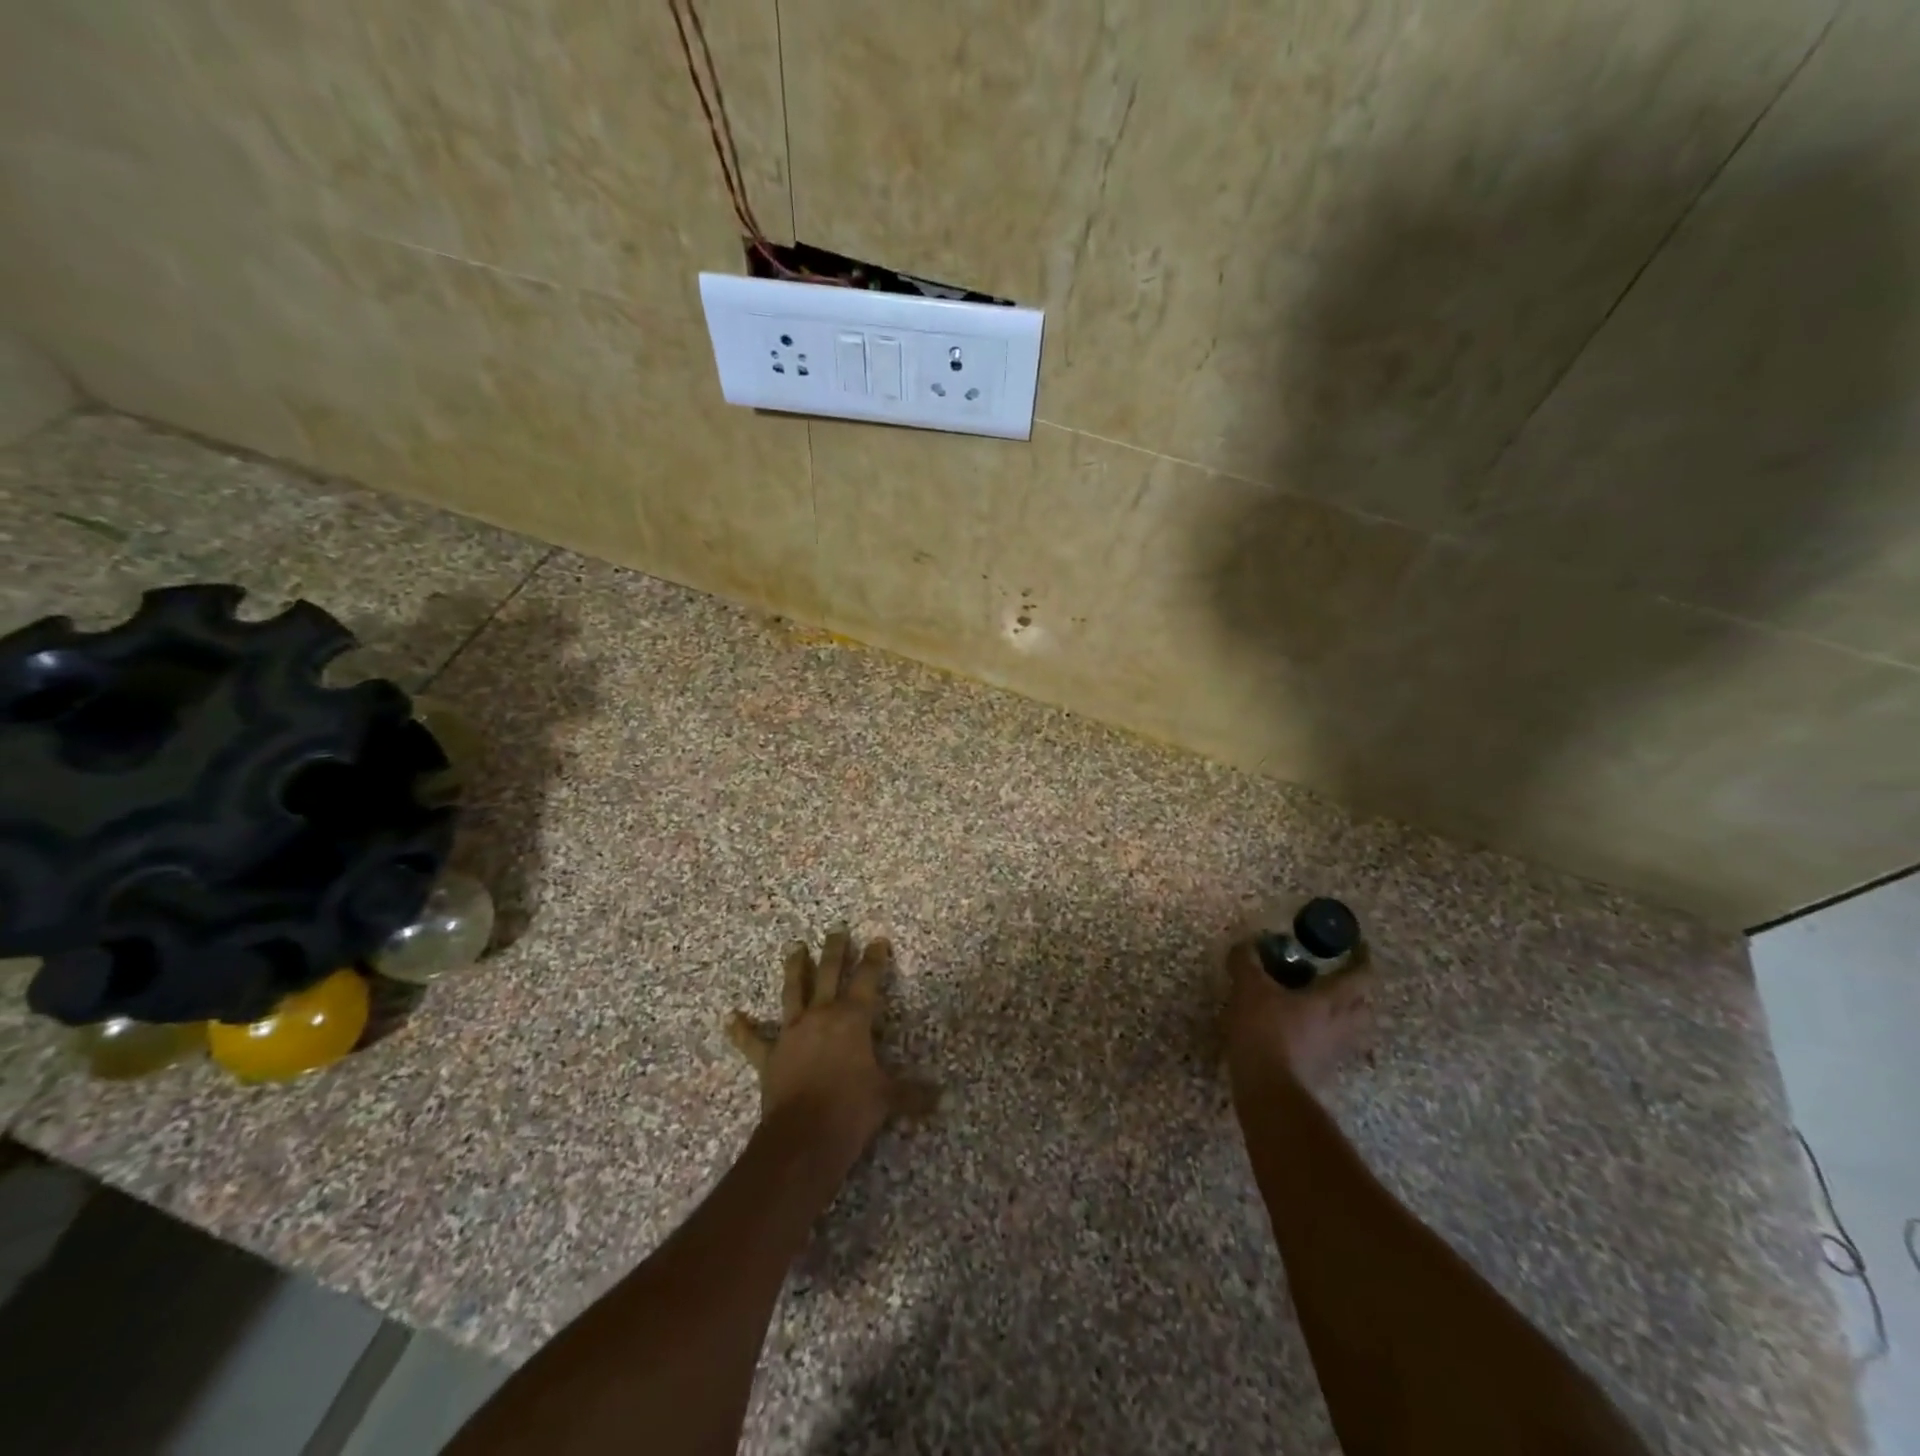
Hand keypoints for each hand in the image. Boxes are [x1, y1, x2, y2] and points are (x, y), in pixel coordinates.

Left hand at [727, 925, 936, 1151]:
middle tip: (836, 930)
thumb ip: (912, 1094)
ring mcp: (792, 1033)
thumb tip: (941, 1097)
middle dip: (834, 950)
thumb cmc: (850, 1110)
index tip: (878, 940)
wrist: (803, 1138)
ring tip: (795, 948)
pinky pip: (753, 1040)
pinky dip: (742, 1029)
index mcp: (852, 1019)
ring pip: (793, 992)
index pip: (867, 979)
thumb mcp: (887, 1099)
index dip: (874, 958)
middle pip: (828, 973)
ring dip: (794, 969)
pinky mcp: (770, 1056)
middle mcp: (821, 1016)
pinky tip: (731, 1018)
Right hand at [1222, 940, 1374, 1091]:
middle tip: (1339, 978)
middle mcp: (1342, 1026)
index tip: (1359, 947)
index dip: (1363, 960)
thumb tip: (1246, 944)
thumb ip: (1246, 962)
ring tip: (1322, 1006)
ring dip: (1345, 1016)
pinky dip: (1326, 1037)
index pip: (1361, 977)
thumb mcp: (1248, 988)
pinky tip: (1305, 1033)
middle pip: (1365, 1007)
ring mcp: (1335, 1052)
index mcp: (1331, 1002)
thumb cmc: (1264, 1031)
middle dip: (1357, 991)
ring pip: (1353, 1030)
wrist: (1268, 1088)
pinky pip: (1334, 1048)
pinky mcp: (1323, 1071)